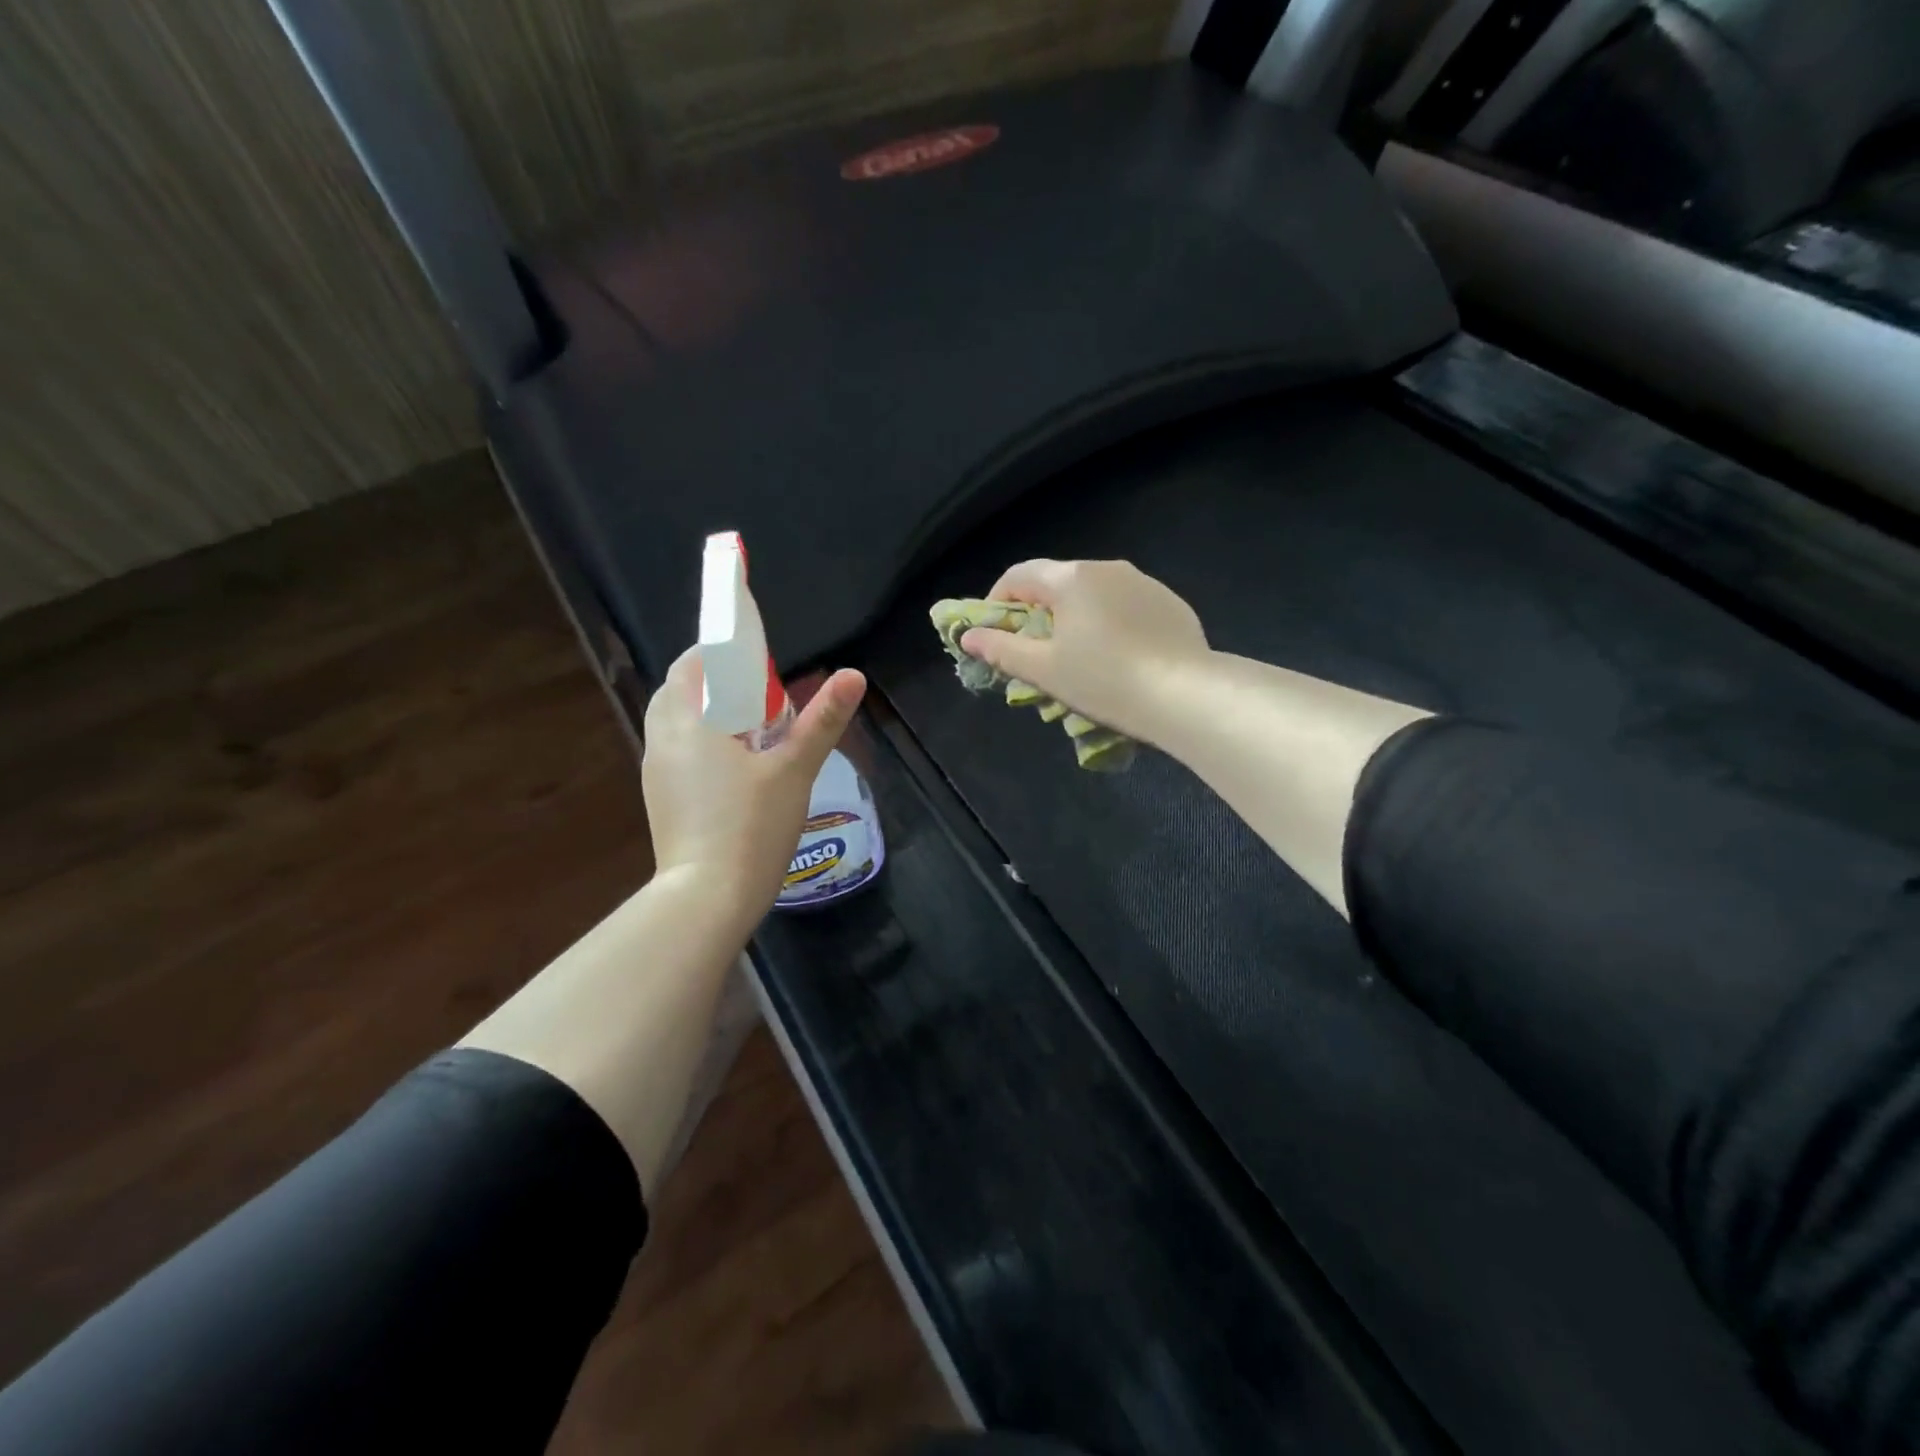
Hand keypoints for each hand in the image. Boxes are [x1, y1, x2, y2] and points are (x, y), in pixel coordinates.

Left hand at [642, 650, 865, 921]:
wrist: (708, 898)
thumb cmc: (752, 826)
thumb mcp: (795, 770)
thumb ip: (823, 720)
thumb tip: (853, 674)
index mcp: (690, 722)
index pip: (691, 664)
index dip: (720, 652)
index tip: (756, 658)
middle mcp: (664, 740)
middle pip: (680, 690)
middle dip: (715, 681)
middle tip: (760, 693)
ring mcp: (658, 772)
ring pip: (676, 723)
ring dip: (706, 713)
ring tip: (751, 728)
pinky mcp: (662, 799)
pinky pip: (678, 751)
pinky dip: (701, 742)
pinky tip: (735, 767)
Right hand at [959, 559, 1209, 740]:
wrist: (1184, 694)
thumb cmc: (1103, 680)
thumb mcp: (1044, 670)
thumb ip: (1002, 649)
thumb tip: (968, 636)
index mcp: (1070, 578)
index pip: (1018, 576)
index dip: (997, 601)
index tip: (994, 633)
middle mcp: (1106, 568)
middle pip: (1057, 583)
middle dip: (1038, 613)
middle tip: (1035, 653)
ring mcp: (1143, 582)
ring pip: (1094, 594)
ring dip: (1075, 618)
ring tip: (1079, 658)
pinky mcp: (1170, 603)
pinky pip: (1126, 606)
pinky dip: (1111, 623)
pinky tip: (1120, 657)